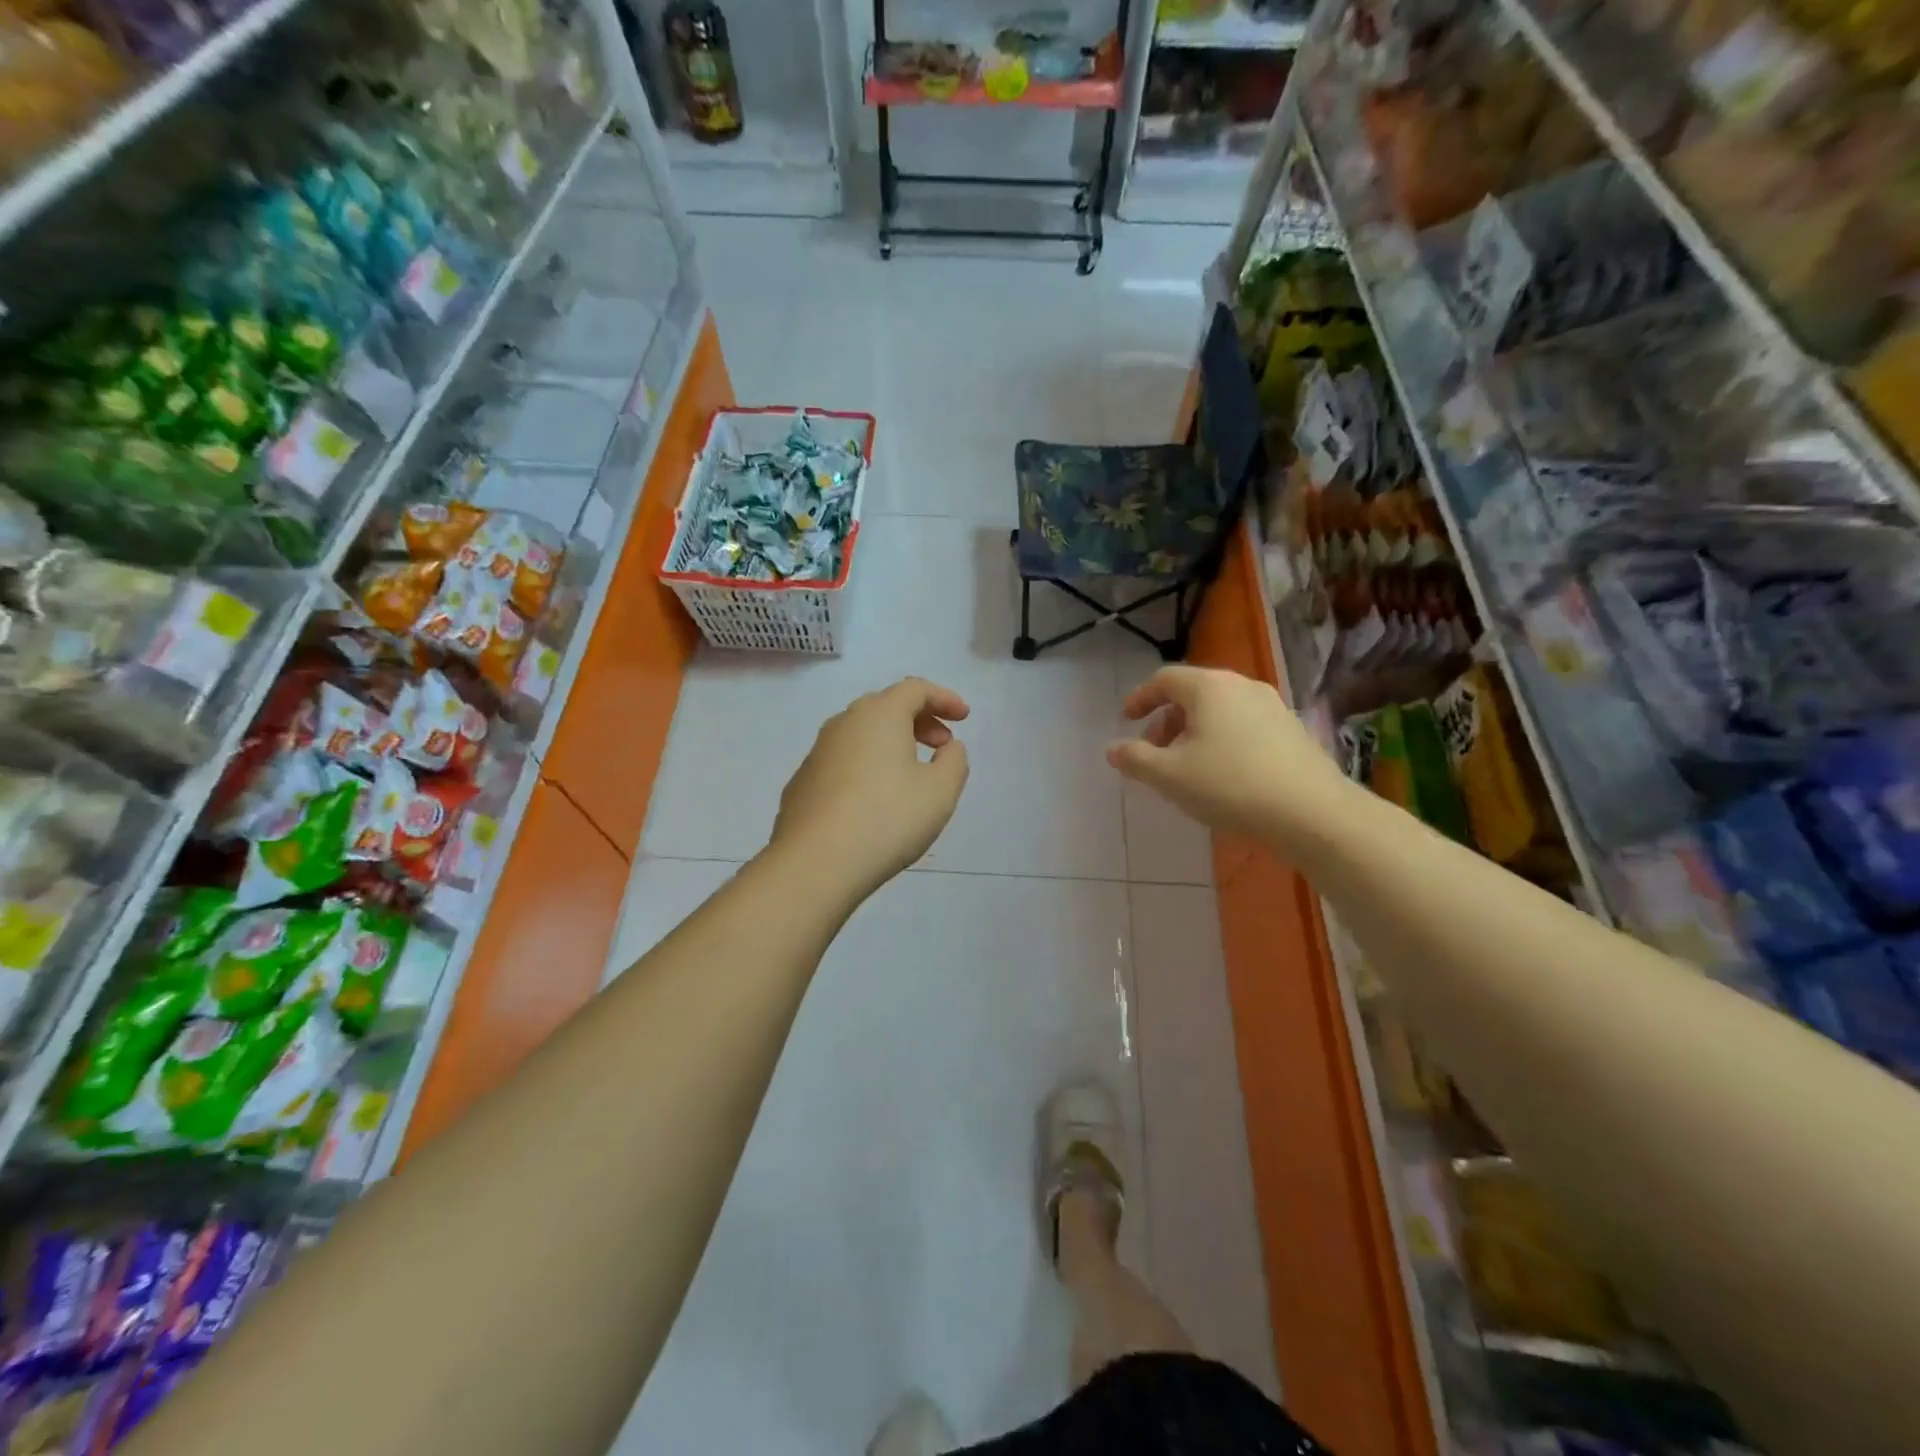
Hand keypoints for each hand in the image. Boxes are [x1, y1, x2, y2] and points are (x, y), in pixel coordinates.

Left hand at [768, 677, 970, 900]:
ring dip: (891, 742)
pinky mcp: (802, 782)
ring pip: (861, 733)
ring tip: (911, 773)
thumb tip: (948, 748)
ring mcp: (818, 752)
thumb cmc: (887, 819)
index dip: (944, 698)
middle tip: (942, 745)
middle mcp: (844, 723)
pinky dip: (866, 765)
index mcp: (879, 715)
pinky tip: (874, 799)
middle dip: (919, 719)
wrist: (815, 862)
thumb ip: (954, 761)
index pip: (915, 688)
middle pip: (886, 706)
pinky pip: (843, 760)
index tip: (964, 718)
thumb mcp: (940, 792)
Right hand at [1107, 665, 1351, 841]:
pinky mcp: (1292, 730)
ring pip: (1220, 709)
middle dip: (1166, 719)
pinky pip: (1243, 724)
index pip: (1164, 679)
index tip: (1126, 720)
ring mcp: (1272, 706)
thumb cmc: (1229, 785)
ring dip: (1194, 731)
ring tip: (1186, 766)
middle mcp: (1241, 686)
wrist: (1311, 812)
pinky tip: (1222, 774)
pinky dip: (1221, 738)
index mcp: (1209, 687)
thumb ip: (1136, 758)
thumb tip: (1113, 749)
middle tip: (1154, 750)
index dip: (1140, 698)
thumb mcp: (1169, 776)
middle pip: (1193, 692)